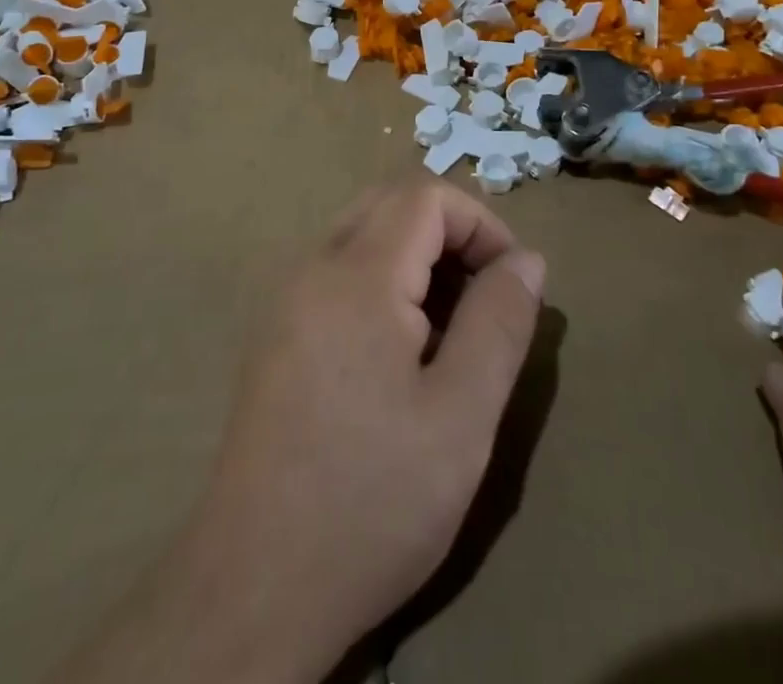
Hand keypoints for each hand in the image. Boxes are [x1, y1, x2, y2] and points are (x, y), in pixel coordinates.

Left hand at [69, 178, 544, 683]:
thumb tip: (527, 259)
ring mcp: (286, 300)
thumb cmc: (371, 500)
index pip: (425, 196)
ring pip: (362, 233)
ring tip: (449, 328)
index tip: (511, 282)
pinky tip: (399, 351)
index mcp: (356, 276)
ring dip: (416, 255)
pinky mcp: (276, 334)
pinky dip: (382, 280)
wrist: (254, 587)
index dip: (480, 223)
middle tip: (483, 297)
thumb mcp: (462, 417)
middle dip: (449, 231)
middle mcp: (313, 269)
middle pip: (390, 203)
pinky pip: (338, 271)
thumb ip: (499, 324)